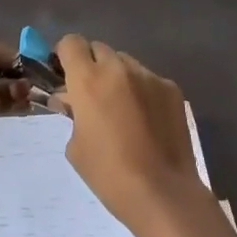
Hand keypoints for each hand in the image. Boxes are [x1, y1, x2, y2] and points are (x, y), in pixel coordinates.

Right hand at [56, 34, 209, 231]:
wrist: (163, 193)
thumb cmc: (109, 174)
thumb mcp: (76, 146)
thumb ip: (72, 114)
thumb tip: (71, 101)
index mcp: (88, 80)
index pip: (71, 43)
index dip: (65, 55)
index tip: (65, 73)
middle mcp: (118, 68)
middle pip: (98, 49)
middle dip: (92, 66)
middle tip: (93, 95)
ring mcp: (148, 76)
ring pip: (125, 63)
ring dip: (118, 77)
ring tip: (123, 109)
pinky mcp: (171, 89)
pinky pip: (149, 79)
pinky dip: (143, 92)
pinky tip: (148, 120)